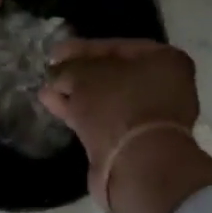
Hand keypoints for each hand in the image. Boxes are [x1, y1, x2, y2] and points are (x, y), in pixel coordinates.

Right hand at [40, 39, 211, 212]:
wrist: (137, 166)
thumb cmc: (118, 106)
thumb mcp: (85, 75)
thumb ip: (69, 67)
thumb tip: (57, 73)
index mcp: (165, 60)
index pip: (117, 46)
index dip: (82, 48)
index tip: (54, 53)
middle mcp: (165, 87)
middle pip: (113, 74)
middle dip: (79, 74)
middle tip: (51, 72)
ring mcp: (152, 119)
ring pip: (107, 100)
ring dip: (77, 95)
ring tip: (46, 91)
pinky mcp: (136, 144)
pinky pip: (104, 121)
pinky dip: (81, 113)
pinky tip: (55, 106)